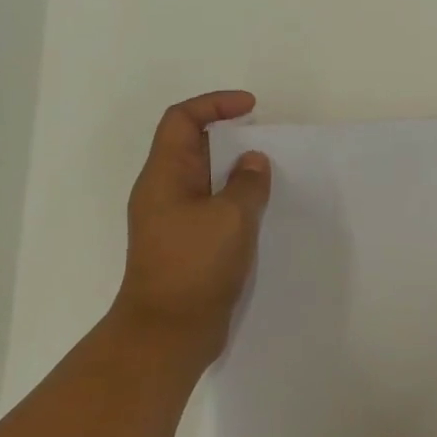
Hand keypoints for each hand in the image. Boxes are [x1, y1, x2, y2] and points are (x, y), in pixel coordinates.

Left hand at [114, 91, 271, 359]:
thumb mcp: (231, 217)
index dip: (214, 104)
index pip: (182, 120)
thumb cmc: (195, 267)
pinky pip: (212, 208)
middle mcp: (164, 192)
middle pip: (194, 147)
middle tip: (267, 143)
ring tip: (271, 176)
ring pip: (206, 180)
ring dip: (236, 173)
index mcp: (164, 176)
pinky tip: (262, 212)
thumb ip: (247, 183)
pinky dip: (236, 201)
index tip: (251, 108)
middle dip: (230, 138)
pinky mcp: (187, 245)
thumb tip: (253, 162)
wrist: (169, 332)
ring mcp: (174, 220)